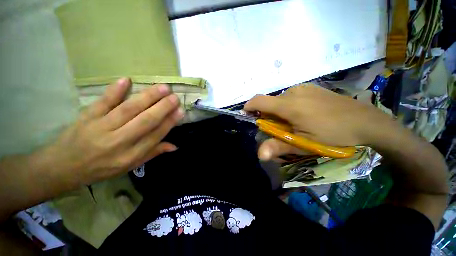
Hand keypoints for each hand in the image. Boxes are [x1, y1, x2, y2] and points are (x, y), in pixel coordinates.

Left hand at [43, 78, 183, 186]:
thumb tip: (174, 146)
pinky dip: (115, 90)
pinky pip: (103, 102)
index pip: (155, 136)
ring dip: (147, 97)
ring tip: (162, 88)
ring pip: (128, 109)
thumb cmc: (101, 168)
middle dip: (162, 108)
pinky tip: (127, 80)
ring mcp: (100, 128)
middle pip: (145, 121)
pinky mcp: (87, 117)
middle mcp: (118, 142)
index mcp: (130, 156)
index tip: (180, 111)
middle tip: (175, 97)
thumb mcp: (129, 166)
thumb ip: (152, 153)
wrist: (63, 167)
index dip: (169, 122)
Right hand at [244, 84, 390, 160]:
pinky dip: (288, 105)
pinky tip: (302, 114)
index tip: (247, 115)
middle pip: (269, 101)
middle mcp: (293, 92)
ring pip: (280, 99)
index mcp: (289, 105)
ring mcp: (303, 88)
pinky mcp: (311, 88)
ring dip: (278, 111)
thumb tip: (259, 154)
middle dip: (266, 114)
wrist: (366, 121)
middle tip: (277, 127)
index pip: (259, 100)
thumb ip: (279, 146)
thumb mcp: (304, 143)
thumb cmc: (333, 134)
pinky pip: (291, 96)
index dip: (249, 106)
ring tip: (291, 122)